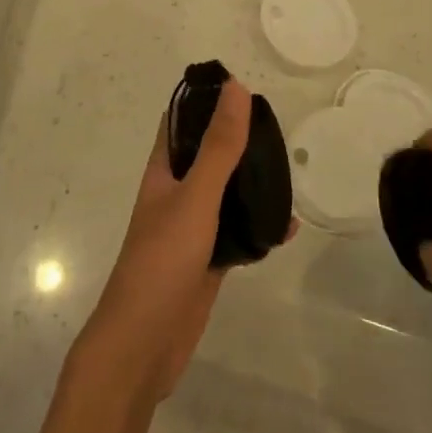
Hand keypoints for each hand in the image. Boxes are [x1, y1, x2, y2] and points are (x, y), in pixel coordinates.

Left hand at [77, 79, 287, 405]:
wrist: (144, 345)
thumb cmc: (162, 259)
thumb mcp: (196, 195)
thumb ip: (219, 145)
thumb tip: (236, 87)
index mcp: (164, 169)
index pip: (182, 120)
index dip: (207, 100)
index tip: (242, 87)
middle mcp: (176, 192)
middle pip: (209, 154)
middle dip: (238, 140)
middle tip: (277, 129)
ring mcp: (192, 227)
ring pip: (226, 193)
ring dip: (252, 183)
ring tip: (288, 171)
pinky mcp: (208, 260)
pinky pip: (238, 233)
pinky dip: (260, 227)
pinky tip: (288, 227)